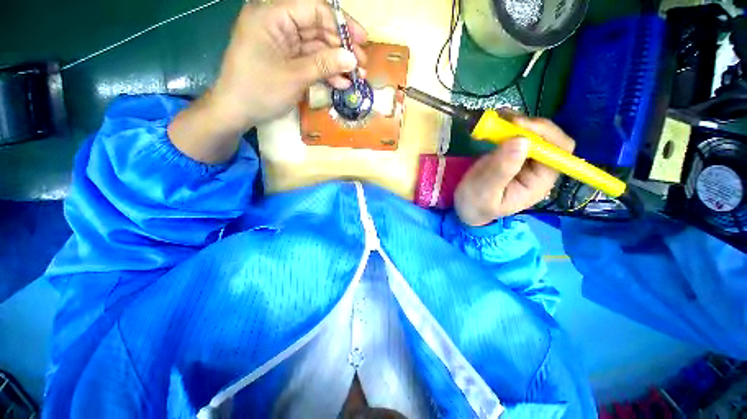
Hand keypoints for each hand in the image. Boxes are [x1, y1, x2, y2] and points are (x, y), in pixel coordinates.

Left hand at [169, 0, 367, 163]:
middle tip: (361, 65)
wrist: (237, 111)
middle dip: (341, 47)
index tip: (362, 40)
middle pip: (318, 28)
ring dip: (336, 63)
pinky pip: (310, 61)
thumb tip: (353, 58)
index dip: (341, 23)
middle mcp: (278, 24)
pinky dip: (325, 72)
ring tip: (356, 78)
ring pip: (317, 47)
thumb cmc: (259, 90)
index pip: (314, 9)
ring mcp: (283, 43)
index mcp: (272, 16)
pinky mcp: (286, 60)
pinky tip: (341, 84)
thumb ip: (324, 64)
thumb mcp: (294, 77)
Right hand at [454, 117, 574, 225]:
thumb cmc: (476, 204)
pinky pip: (517, 134)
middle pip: (549, 138)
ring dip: (517, 122)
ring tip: (497, 117)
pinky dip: (508, 124)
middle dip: (529, 125)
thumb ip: (501, 170)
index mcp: (539, 182)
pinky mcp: (512, 153)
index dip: (545, 135)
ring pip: (533, 133)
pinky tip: (496, 121)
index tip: (519, 126)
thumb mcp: (485, 191)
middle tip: (505, 119)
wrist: (465, 206)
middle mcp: (538, 168)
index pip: (558, 152)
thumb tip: (521, 141)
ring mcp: (525, 159)